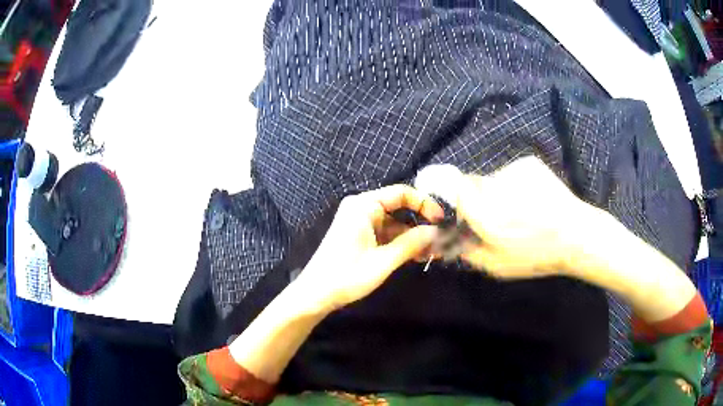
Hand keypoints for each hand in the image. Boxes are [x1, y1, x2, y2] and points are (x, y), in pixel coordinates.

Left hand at [295, 185, 443, 310]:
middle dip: (420, 224)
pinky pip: (386, 234)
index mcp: (363, 205)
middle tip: (440, 241)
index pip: (401, 193)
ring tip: (433, 253)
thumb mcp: (383, 261)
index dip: (424, 204)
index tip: (441, 220)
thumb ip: (411, 243)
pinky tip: (416, 256)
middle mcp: (361, 208)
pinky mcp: (360, 236)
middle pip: (399, 208)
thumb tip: (437, 231)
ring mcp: (360, 222)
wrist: (315, 294)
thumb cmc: (346, 276)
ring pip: (395, 224)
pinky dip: (400, 243)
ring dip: (412, 237)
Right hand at [452, 156, 594, 278]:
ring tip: (521, 209)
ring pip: (493, 179)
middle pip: (473, 184)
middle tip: (500, 217)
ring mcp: (514, 171)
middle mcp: (497, 186)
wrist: (577, 234)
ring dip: (499, 192)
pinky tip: (532, 198)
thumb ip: (468, 251)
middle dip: (479, 199)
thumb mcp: (498, 266)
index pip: (456, 189)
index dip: (457, 199)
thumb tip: (448, 239)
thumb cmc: (537, 255)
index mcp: (487, 214)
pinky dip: (515, 184)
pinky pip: (510, 173)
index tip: (466, 213)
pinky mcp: (528, 163)